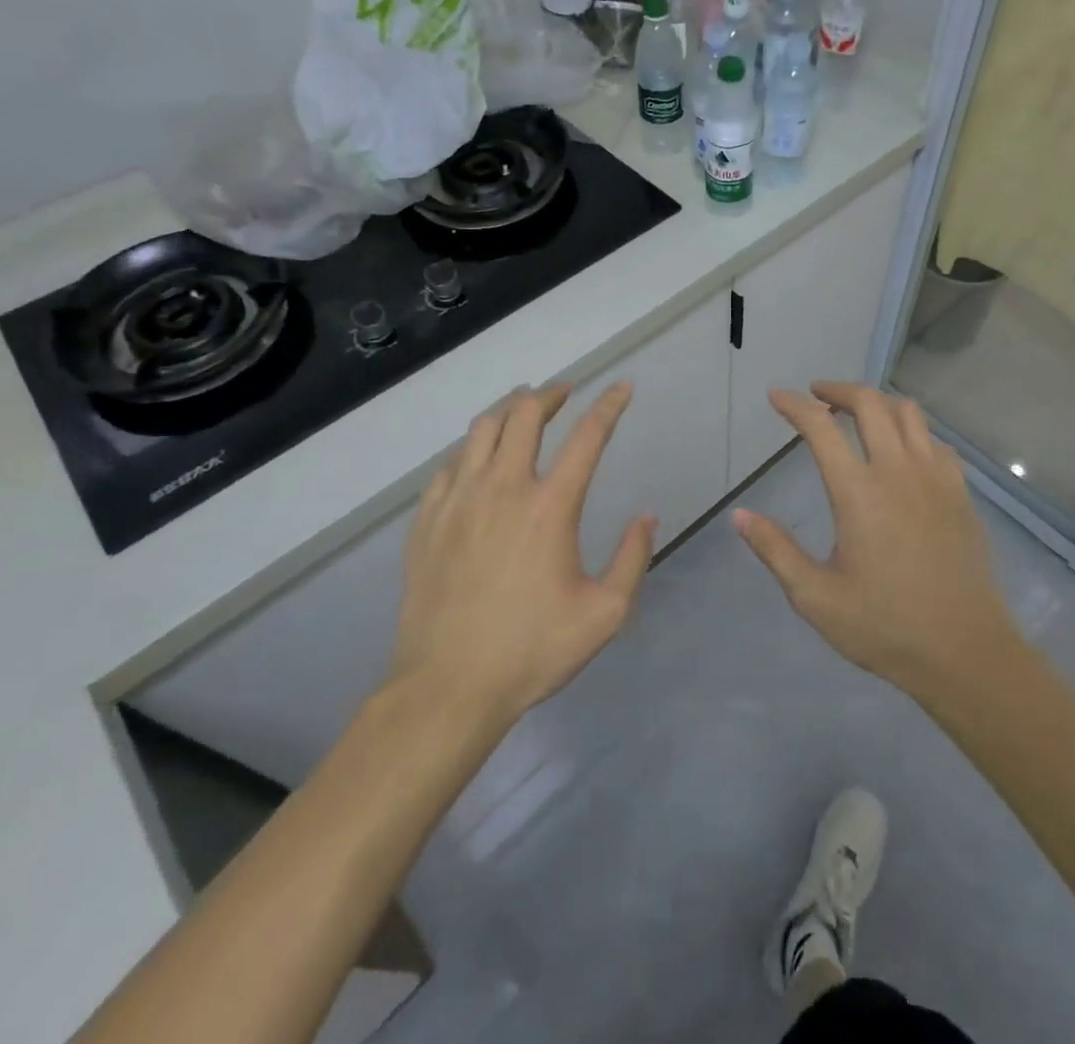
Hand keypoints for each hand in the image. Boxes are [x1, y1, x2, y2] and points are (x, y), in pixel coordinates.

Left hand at [384, 383, 655, 731]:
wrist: (448, 688)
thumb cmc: (532, 650)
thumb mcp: (605, 613)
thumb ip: (634, 558)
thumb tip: (646, 517)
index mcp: (550, 506)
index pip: (587, 437)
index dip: (609, 406)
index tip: (622, 388)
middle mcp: (503, 488)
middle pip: (524, 415)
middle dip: (549, 394)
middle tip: (564, 393)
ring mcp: (458, 501)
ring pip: (480, 429)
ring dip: (508, 411)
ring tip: (522, 411)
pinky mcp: (427, 520)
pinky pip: (448, 465)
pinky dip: (470, 450)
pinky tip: (478, 461)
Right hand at [734, 382, 1022, 703]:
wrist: (965, 652)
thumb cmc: (885, 627)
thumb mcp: (816, 597)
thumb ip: (776, 550)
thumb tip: (740, 515)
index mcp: (858, 492)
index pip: (820, 427)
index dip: (794, 405)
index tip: (777, 397)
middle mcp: (898, 471)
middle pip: (869, 404)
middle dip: (838, 389)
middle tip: (817, 396)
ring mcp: (936, 478)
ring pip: (908, 412)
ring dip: (877, 403)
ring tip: (857, 415)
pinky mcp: (960, 492)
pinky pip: (935, 440)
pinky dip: (911, 430)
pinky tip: (901, 451)